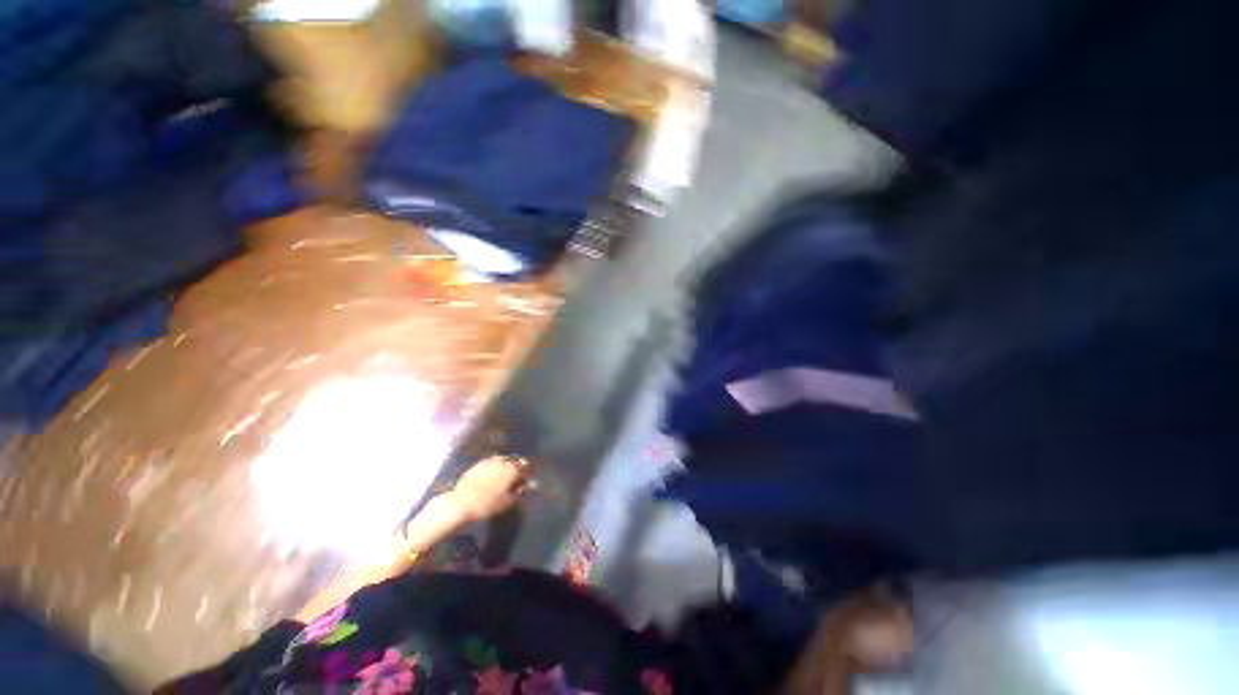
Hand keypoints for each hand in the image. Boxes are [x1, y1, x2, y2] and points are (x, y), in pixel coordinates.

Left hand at [447, 456, 529, 522]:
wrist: (461, 504)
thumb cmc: (487, 505)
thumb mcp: (508, 501)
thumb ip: (521, 491)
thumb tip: (530, 485)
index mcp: (512, 469)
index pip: (525, 467)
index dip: (527, 474)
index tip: (526, 483)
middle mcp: (502, 461)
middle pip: (514, 462)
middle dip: (516, 469)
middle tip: (515, 481)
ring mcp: (489, 461)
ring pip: (503, 461)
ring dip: (506, 467)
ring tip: (503, 479)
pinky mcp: (478, 464)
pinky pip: (491, 463)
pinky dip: (495, 468)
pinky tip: (491, 477)